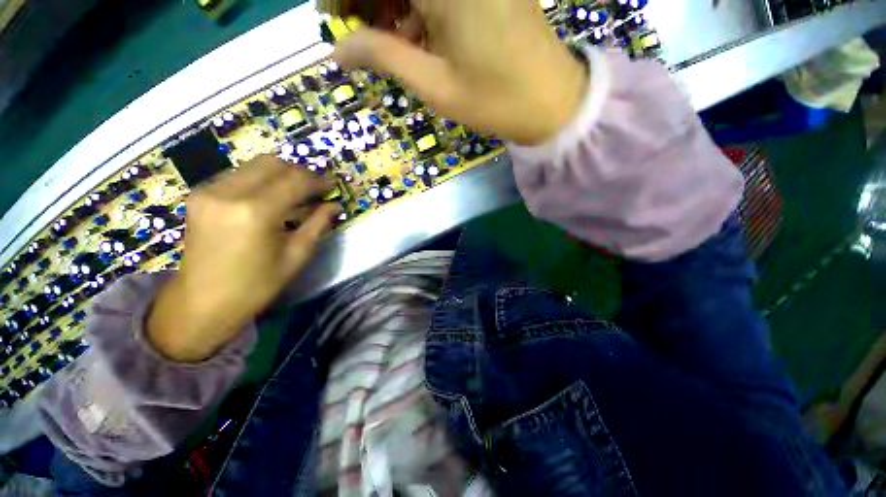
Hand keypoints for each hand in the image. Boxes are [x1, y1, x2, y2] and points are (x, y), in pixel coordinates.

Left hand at [148, 156, 339, 361]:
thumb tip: (335, 205)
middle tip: (315, 188)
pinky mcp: (200, 195)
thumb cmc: (256, 285)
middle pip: (273, 163)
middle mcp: (228, 192)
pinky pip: (239, 175)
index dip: (318, 180)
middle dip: (300, 172)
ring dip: (281, 174)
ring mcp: (209, 191)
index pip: (295, 181)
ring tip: (296, 193)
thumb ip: (318, 224)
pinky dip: (261, 180)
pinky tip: (270, 198)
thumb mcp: (296, 255)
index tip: (333, 185)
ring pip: (254, 165)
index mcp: (255, 212)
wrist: (202, 302)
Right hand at [332, 0, 588, 144]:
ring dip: (394, 3)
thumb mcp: (435, 85)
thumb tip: (338, 50)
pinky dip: (419, 8)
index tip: (335, 19)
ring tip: (385, 39)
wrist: (551, 102)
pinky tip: (415, 34)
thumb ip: (384, 57)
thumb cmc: (495, 101)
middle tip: (358, 32)